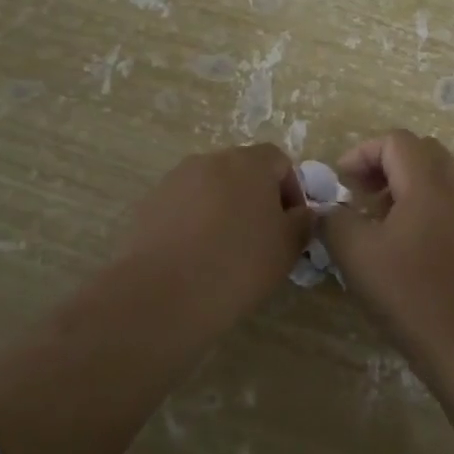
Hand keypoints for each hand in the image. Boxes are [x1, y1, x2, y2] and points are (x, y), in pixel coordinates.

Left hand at [118, 145, 312, 306]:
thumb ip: (303, 223)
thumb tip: (303, 213)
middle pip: (243, 171)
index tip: (291, 226)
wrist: (162, 294)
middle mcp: (212, 160)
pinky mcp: (151, 203)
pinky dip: (196, 222)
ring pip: (212, 187)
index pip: (280, 160)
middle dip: (257, 198)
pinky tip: (196, 256)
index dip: (292, 190)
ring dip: (225, 209)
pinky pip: (185, 205)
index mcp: (249, 163)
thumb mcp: (287, 249)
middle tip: (262, 238)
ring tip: (226, 250)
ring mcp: (176, 179)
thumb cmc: (237, 265)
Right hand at [323, 131, 453, 352]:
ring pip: (440, 177)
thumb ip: (333, 220)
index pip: (396, 141)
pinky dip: (428, 207)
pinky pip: (453, 205)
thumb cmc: (406, 290)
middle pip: (422, 152)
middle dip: (387, 163)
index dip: (364, 152)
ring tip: (382, 216)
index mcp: (426, 183)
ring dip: (408, 184)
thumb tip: (328, 211)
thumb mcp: (354, 252)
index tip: (342, 180)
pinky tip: (412, 238)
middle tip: (362, 191)